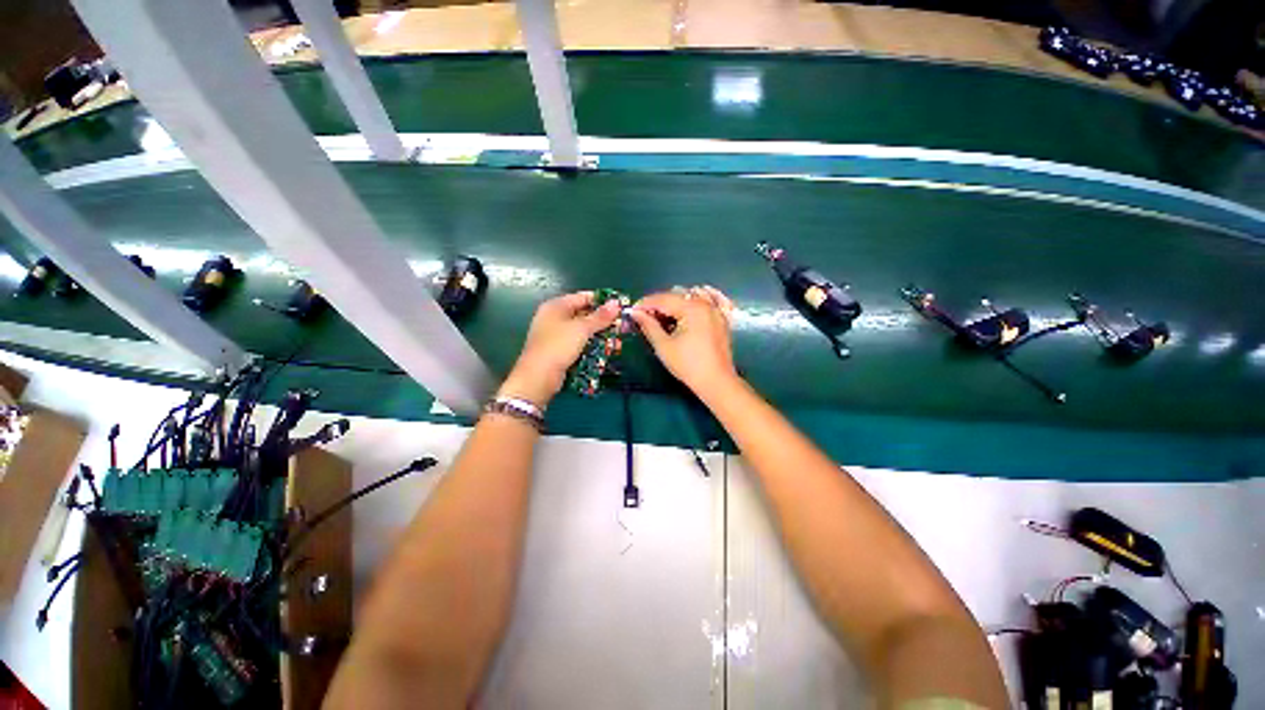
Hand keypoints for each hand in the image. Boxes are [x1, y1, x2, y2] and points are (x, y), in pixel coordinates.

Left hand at [500, 291, 621, 406]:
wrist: (538, 377)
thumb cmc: (558, 346)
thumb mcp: (581, 329)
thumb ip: (600, 317)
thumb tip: (616, 303)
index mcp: (556, 306)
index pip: (583, 297)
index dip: (602, 301)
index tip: (620, 306)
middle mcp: (555, 318)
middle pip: (584, 314)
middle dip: (603, 321)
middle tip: (621, 326)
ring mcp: (556, 335)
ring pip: (583, 331)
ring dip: (599, 336)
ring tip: (617, 342)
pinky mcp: (560, 351)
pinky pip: (579, 344)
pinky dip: (591, 346)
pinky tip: (605, 351)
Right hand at [628, 286, 738, 396]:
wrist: (716, 382)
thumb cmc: (688, 365)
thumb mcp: (664, 346)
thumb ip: (648, 326)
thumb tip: (635, 313)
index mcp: (692, 308)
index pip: (663, 299)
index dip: (645, 304)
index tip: (632, 311)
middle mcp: (705, 304)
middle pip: (676, 296)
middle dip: (659, 304)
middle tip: (644, 317)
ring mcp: (715, 311)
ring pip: (690, 298)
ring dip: (674, 304)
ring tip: (661, 318)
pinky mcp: (720, 319)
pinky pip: (703, 304)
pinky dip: (690, 306)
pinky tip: (681, 316)